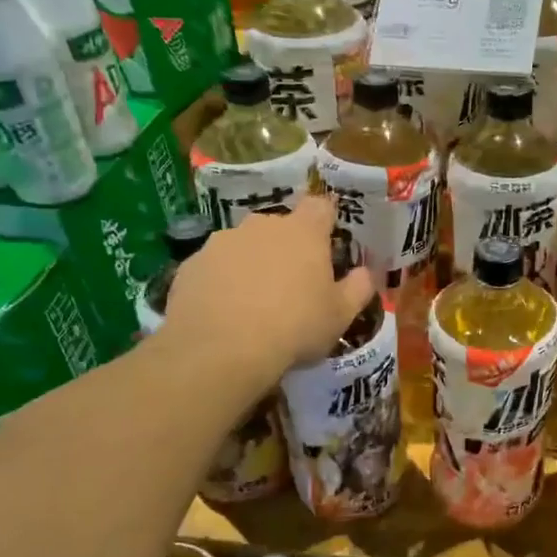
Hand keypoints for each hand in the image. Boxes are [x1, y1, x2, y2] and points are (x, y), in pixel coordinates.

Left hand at [160, 195, 375, 388]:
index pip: (320, 206)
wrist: (221, 349)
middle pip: (279, 226)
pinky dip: (221, 283)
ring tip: (253, 303)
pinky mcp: (191, 264)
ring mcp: (221, 242)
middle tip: (291, 283)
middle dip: (286, 247)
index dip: (325, 220)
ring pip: (243, 246)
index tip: (327, 241)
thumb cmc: (295, 327)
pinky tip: (224, 313)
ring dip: (251, 264)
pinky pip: (214, 268)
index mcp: (303, 232)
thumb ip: (358, 288)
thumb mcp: (341, 316)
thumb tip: (365, 273)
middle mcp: (261, 226)